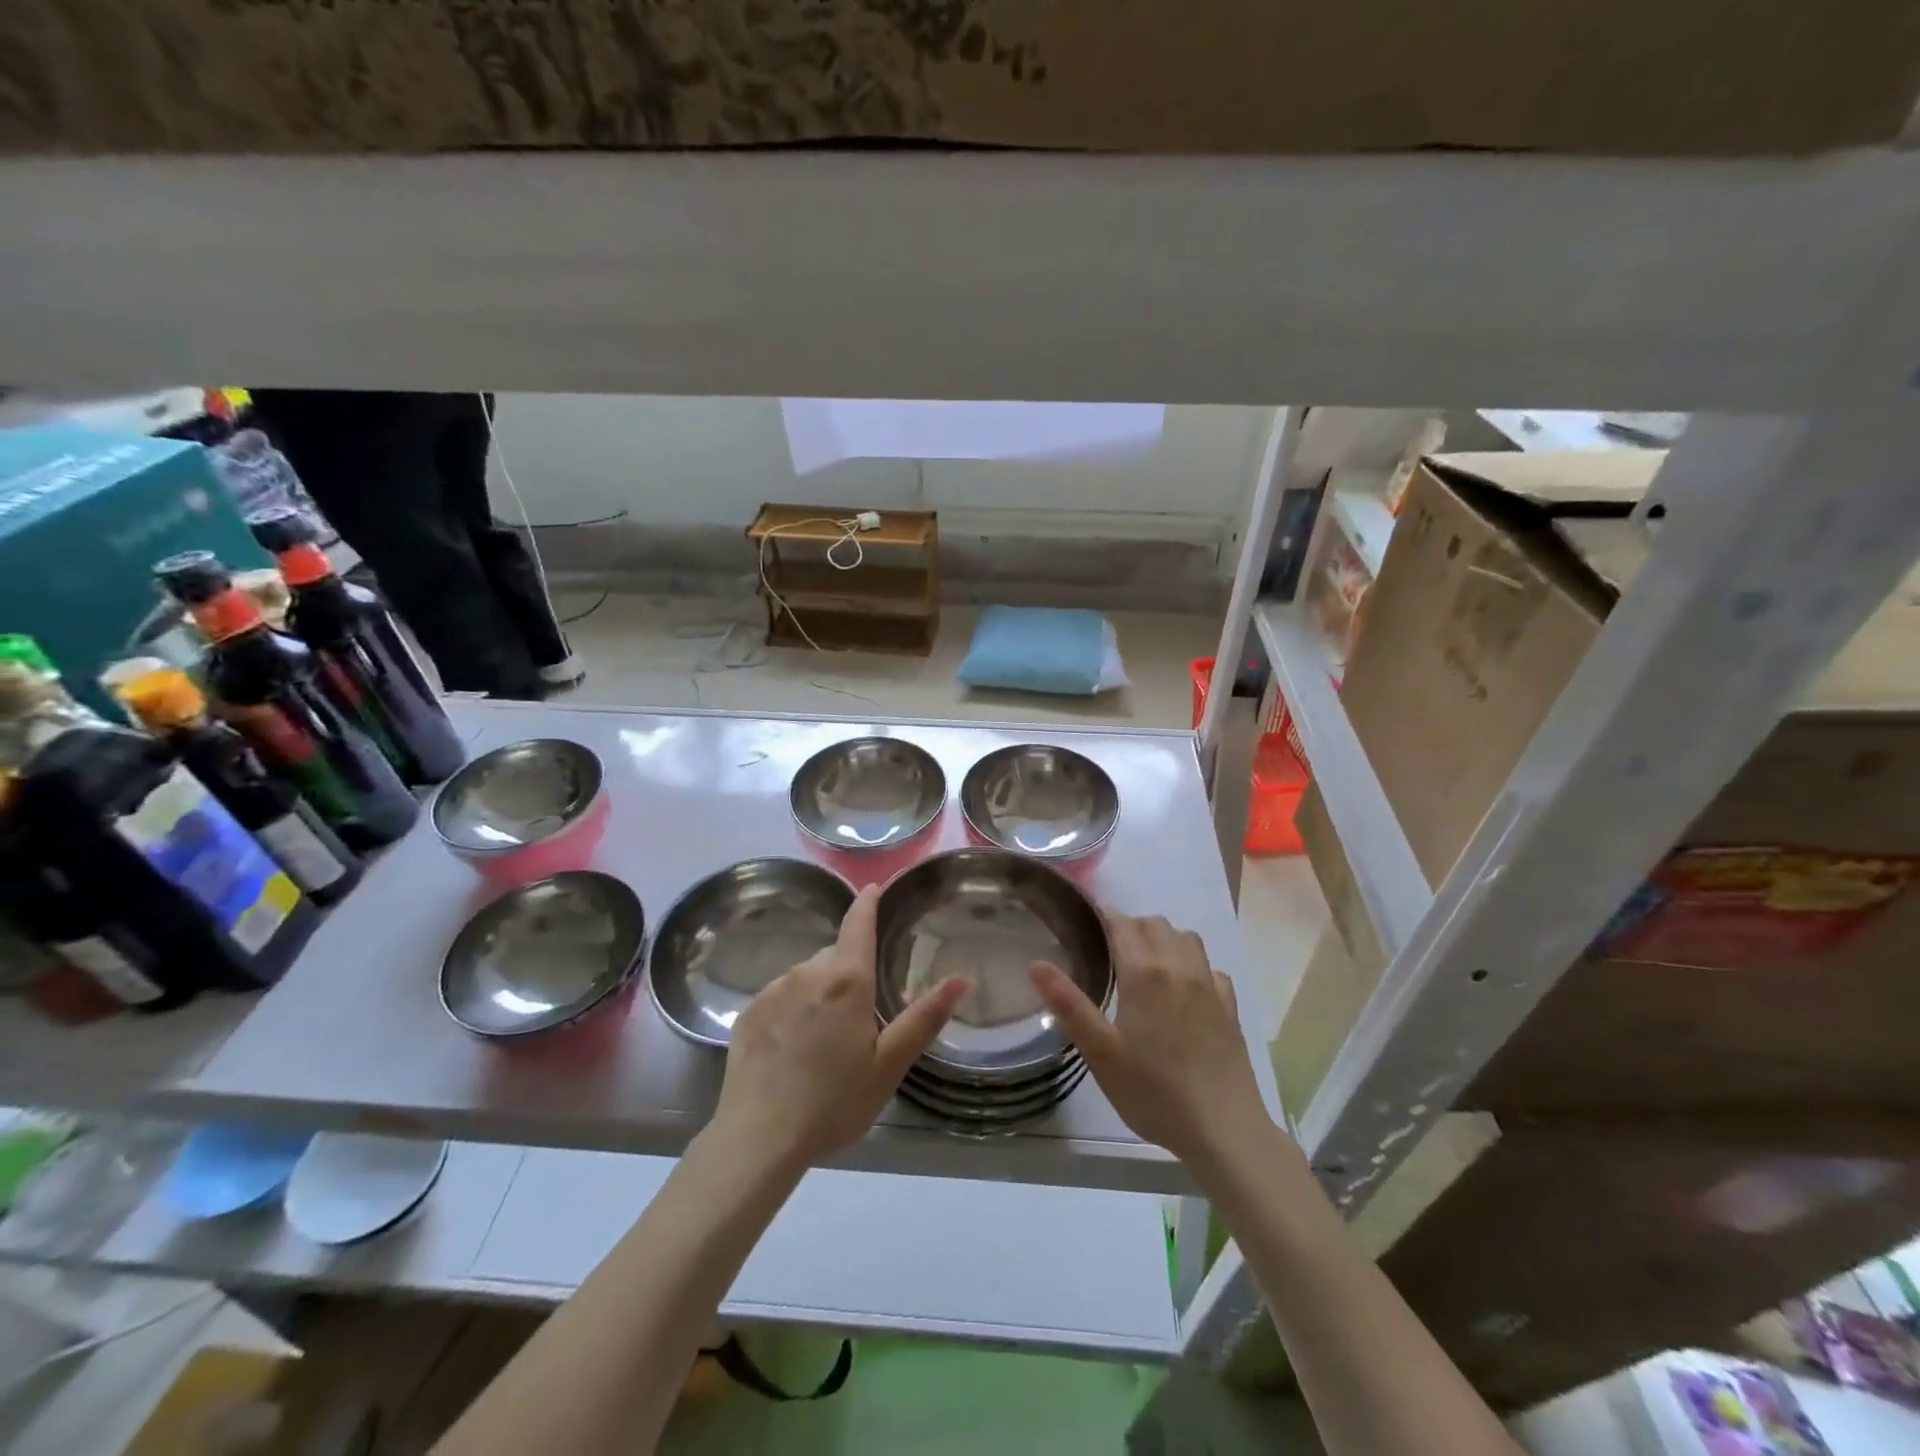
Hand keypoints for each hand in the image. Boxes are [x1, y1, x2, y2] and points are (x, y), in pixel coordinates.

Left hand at [711, 885, 966, 1170]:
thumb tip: (960, 979)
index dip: (868, 901)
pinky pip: (780, 996)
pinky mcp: (748, 1012)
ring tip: (824, 1042)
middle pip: (836, 956)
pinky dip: (793, 1010)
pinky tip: (793, 1049)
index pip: (858, 923)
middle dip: (850, 972)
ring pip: (807, 976)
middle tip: (860, 1018)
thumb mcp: (889, 1065)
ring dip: (820, 993)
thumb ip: (924, 1018)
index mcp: (846, 980)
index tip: (874, 887)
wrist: (758, 1138)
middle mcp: (807, 972)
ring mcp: (773, 990)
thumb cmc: (833, 1101)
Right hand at [1031, 909, 1270, 1168]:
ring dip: (1164, 938)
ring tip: (1147, 961)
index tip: (1087, 919)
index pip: (1123, 925)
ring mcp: (1209, 985)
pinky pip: (1210, 968)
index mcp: (1145, 973)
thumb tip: (1036, 963)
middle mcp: (1180, 967)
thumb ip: (1068, 1004)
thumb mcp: (1100, 1052)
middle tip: (1110, 947)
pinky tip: (1185, 988)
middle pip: (1155, 924)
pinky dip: (1193, 965)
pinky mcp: (1230, 1006)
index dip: (1105, 916)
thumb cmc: (1153, 1092)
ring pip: (1186, 938)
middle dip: (1132, 925)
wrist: (1224, 1129)